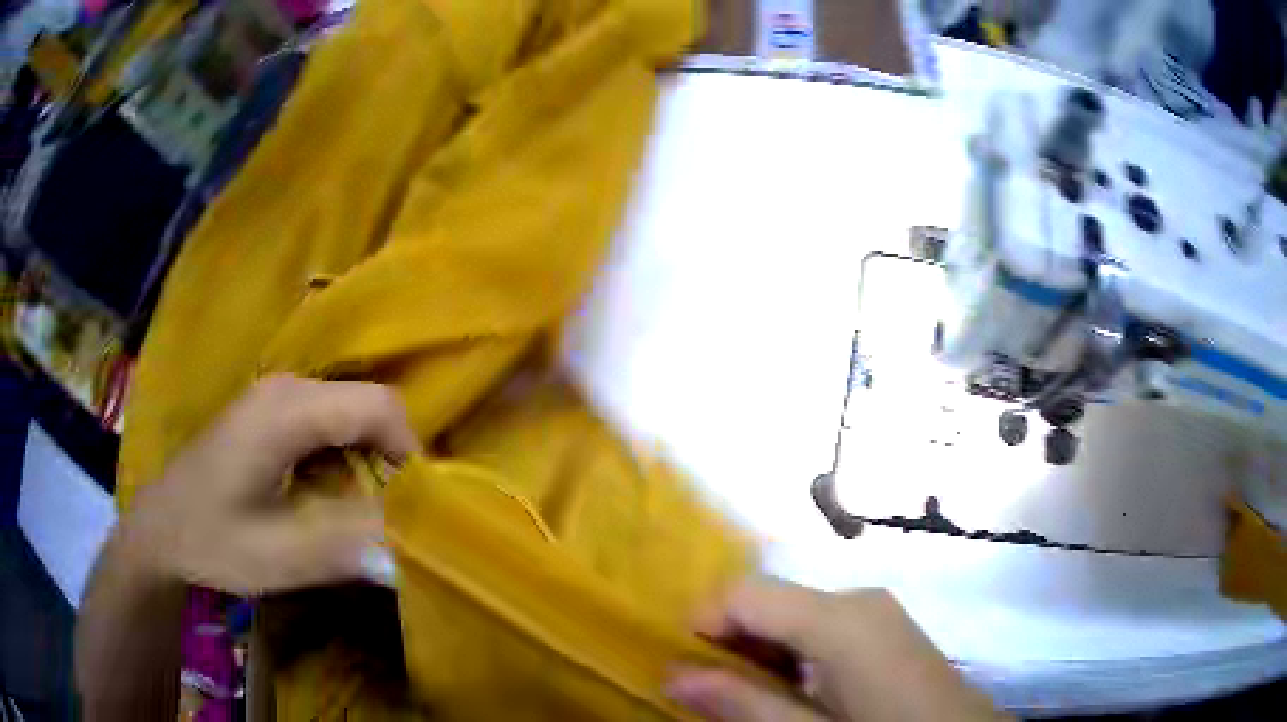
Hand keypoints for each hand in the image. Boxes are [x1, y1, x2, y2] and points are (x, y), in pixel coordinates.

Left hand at [117, 375, 419, 595]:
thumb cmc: (211, 542)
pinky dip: (342, 461)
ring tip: (358, 515)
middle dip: (389, 462)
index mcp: (287, 410)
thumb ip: (347, 549)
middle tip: (390, 518)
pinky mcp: (267, 413)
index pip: (378, 406)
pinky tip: (323, 499)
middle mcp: (285, 388)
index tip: (416, 507)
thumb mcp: (279, 556)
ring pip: (348, 415)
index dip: (410, 452)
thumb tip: (412, 553)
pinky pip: (326, 424)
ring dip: (365, 464)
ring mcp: (274, 396)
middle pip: (366, 406)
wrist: (159, 534)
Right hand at [668, 579, 1003, 721]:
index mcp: (839, 619)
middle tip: (715, 694)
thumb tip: (673, 674)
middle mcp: (857, 598)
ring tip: (753, 699)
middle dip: (730, 642)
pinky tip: (797, 690)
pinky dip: (793, 651)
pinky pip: (821, 624)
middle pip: (768, 600)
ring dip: (760, 650)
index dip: (702, 623)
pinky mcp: (885, 624)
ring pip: (792, 613)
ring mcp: (876, 609)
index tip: (683, 668)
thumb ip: (743, 704)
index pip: (744, 591)